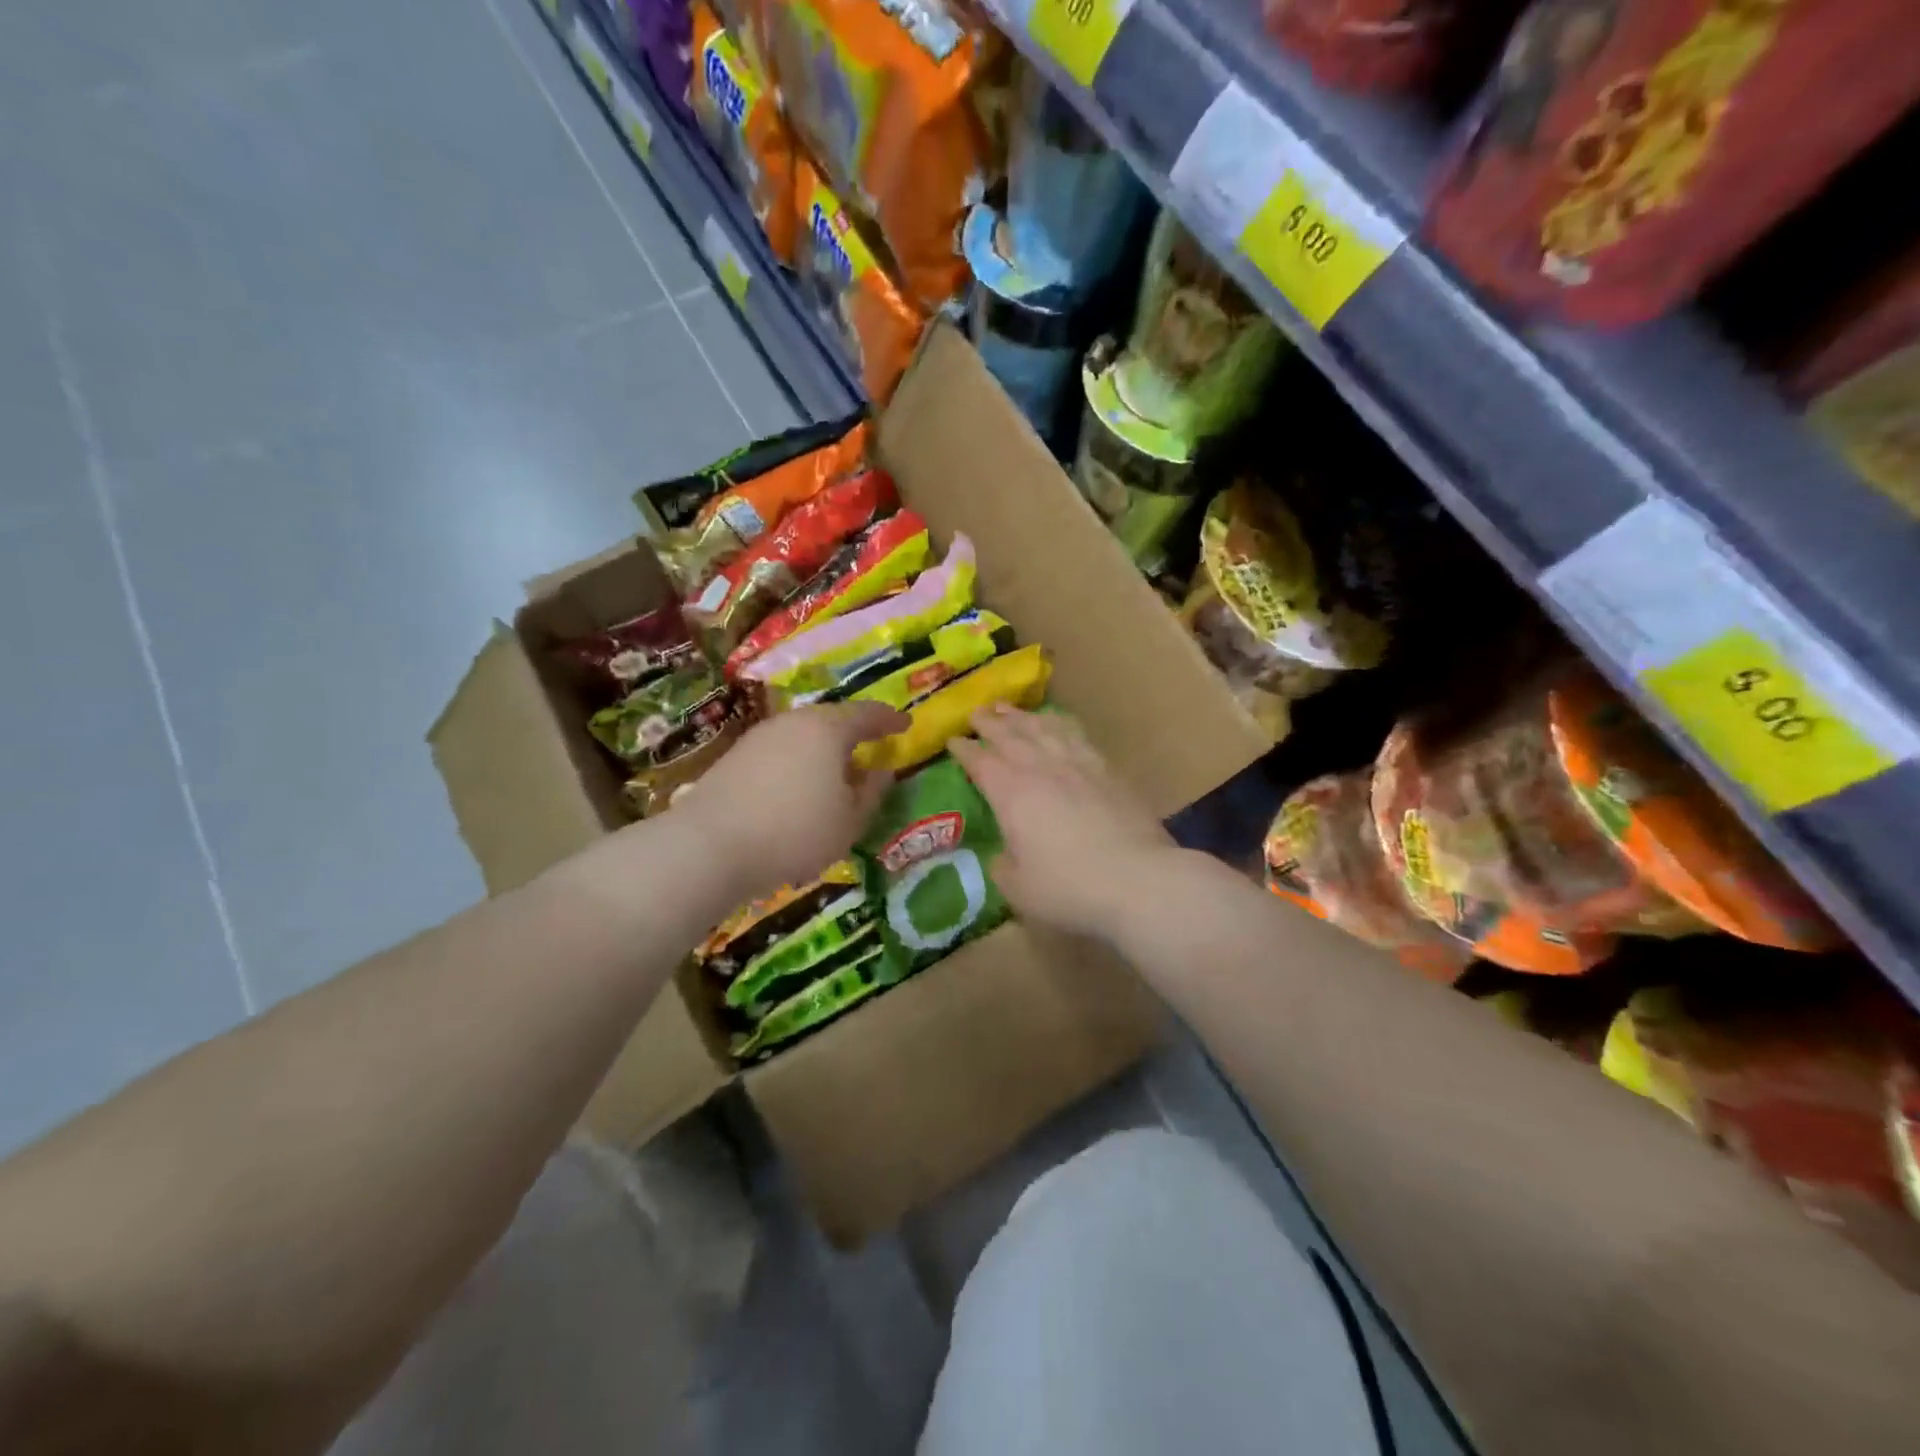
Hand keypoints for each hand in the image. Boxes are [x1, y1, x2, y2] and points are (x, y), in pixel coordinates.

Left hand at [674, 701, 908, 896]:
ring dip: (823, 747)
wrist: (709, 845)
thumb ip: (872, 793)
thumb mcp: (850, 822)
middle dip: (854, 731)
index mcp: (828, 730)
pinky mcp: (735, 756)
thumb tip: (882, 770)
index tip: (905, 725)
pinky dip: (798, 761)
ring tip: (836, 770)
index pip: (868, 714)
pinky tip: (799, 785)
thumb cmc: (795, 833)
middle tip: (871, 745)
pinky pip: (781, 749)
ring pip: (803, 733)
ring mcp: (760, 736)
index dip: (890, 719)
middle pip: (831, 719)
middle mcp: (794, 722)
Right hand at [949, 706, 1178, 941]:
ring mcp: (1077, 765)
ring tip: (1008, 708)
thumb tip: (1004, 855)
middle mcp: (1042, 770)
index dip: (964, 750)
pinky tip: (1056, 722)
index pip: (981, 763)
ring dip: (1021, 716)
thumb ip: (1004, 867)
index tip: (953, 740)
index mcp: (1012, 794)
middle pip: (1010, 736)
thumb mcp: (1019, 889)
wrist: (1138, 879)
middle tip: (976, 713)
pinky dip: (1059, 723)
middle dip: (989, 723)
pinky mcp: (1107, 770)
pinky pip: (1076, 735)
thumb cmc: (1069, 888)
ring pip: (1043, 728)